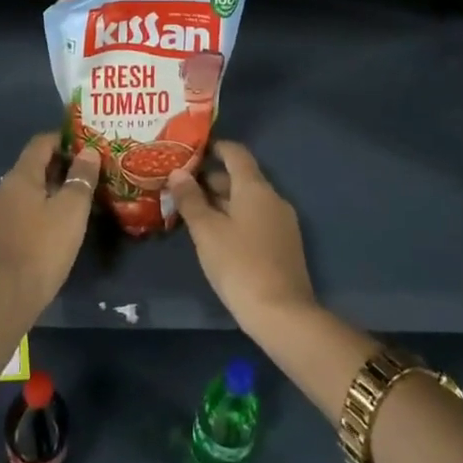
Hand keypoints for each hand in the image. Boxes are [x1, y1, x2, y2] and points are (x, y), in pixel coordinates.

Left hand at [0, 134, 98, 320]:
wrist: (6, 296)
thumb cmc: (42, 247)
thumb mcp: (71, 210)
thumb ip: (81, 178)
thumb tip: (89, 152)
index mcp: (20, 176)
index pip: (41, 143)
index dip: (64, 139)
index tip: (88, 144)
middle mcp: (5, 188)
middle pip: (34, 166)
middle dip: (62, 165)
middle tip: (90, 172)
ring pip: (29, 190)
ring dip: (53, 189)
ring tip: (79, 198)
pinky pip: (24, 210)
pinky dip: (42, 208)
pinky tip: (59, 224)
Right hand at [166, 141, 315, 335]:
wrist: (283, 315)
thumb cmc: (239, 265)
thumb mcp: (206, 231)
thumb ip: (190, 199)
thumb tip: (178, 172)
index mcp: (255, 188)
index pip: (236, 153)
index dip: (215, 147)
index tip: (191, 151)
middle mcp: (272, 198)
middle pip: (241, 177)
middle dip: (212, 179)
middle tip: (182, 186)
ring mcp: (282, 222)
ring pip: (248, 200)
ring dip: (222, 201)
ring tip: (193, 212)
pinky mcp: (284, 245)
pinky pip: (256, 219)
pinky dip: (235, 218)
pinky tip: (216, 236)